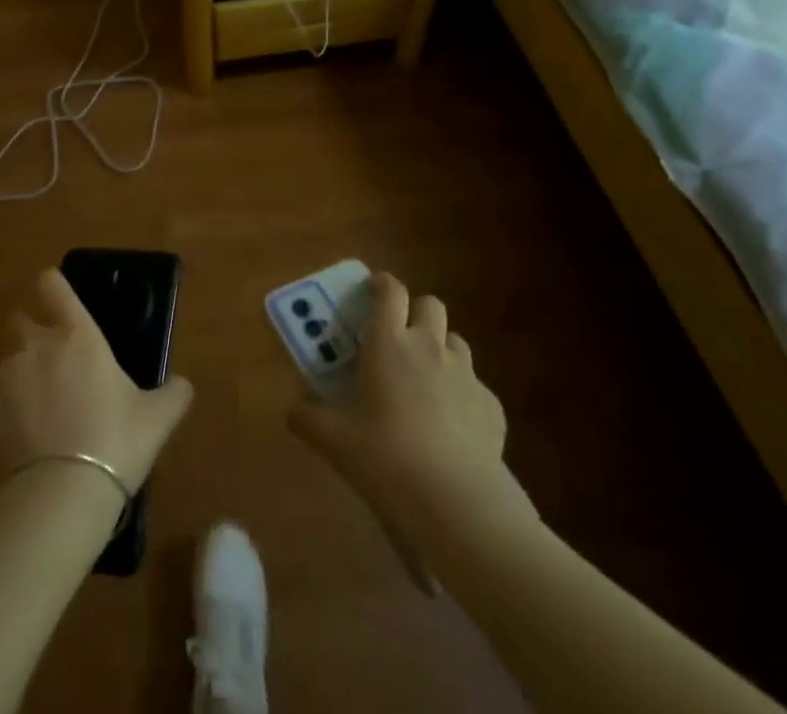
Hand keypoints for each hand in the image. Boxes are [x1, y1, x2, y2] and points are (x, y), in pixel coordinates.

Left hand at [0, 268, 194, 497]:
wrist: (60, 496)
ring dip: (20, 373)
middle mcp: (36, 344)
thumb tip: (182, 384)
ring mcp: (6, 375)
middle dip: (31, 329)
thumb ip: (174, 393)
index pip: (52, 285)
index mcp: (77, 334)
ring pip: (7, 359)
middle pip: (20, 317)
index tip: (59, 297)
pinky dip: (5, 409)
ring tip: (39, 407)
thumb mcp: (158, 418)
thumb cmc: (115, 443)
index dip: (53, 286)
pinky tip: (22, 436)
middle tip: (52, 359)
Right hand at [289, 273, 518, 526]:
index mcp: (389, 343)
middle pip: (430, 304)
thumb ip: (309, 419)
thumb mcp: (336, 442)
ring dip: (441, 348)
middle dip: (416, 311)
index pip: (390, 292)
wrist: (458, 503)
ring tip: (426, 379)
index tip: (372, 289)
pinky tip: (452, 426)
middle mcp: (429, 347)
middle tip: (399, 336)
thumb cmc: (387, 459)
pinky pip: (476, 386)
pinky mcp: (492, 407)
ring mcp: (466, 375)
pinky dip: (463, 394)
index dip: (381, 284)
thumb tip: (294, 410)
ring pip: (456, 341)